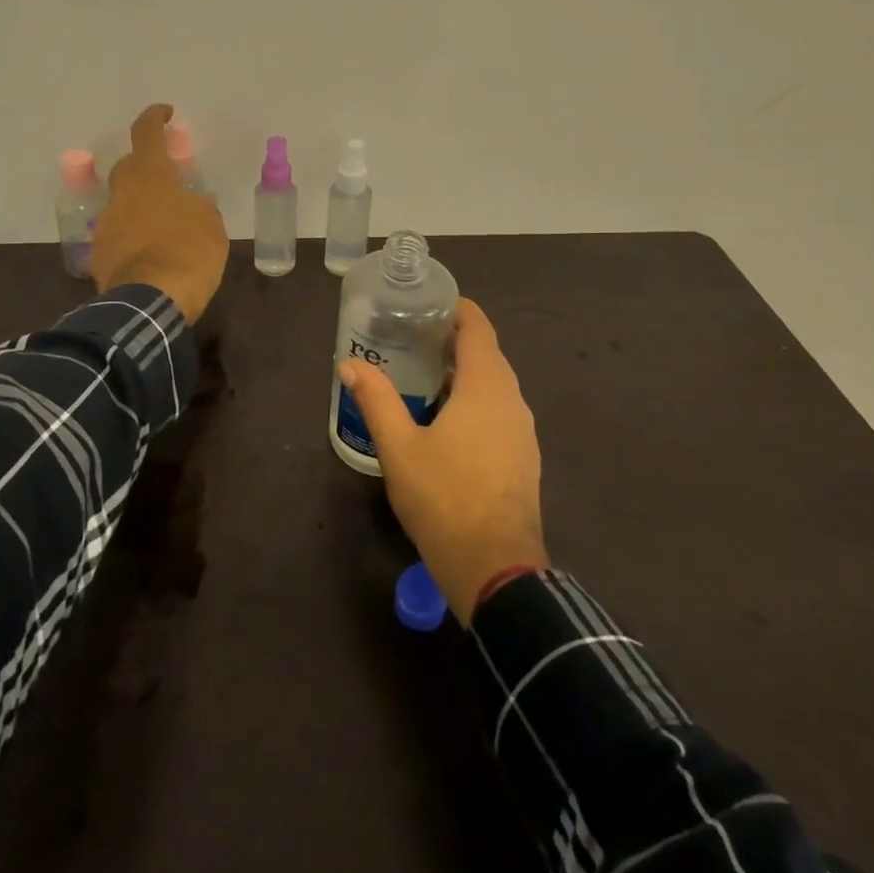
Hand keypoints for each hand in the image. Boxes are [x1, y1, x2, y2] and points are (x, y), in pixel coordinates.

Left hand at [89, 103, 228, 323]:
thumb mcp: (211, 225)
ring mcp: (106, 225)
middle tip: (169, 183)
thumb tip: (188, 205)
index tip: (164, 113)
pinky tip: (150, 257)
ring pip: (123, 204)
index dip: (154, 118)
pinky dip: (132, 239)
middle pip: (130, 168)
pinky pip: (118, 236)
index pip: (146, 134)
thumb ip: (197, 206)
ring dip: (141, 209)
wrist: (150, 304)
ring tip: (164, 230)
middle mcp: (122, 194)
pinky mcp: (98, 255)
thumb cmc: (189, 254)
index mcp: (151, 177)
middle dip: (148, 170)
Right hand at [339, 299, 547, 624]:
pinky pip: (499, 411)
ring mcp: (522, 430)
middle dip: (453, 341)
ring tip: (421, 377)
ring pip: (494, 385)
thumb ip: (376, 401)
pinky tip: (445, 421)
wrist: (496, 567)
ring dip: (463, 374)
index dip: (456, 309)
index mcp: (486, 386)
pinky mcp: (523, 456)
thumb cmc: (444, 498)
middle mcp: (512, 399)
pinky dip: (474, 401)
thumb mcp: (399, 448)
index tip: (426, 305)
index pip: (478, 327)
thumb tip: (349, 365)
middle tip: (411, 339)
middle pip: (486, 354)